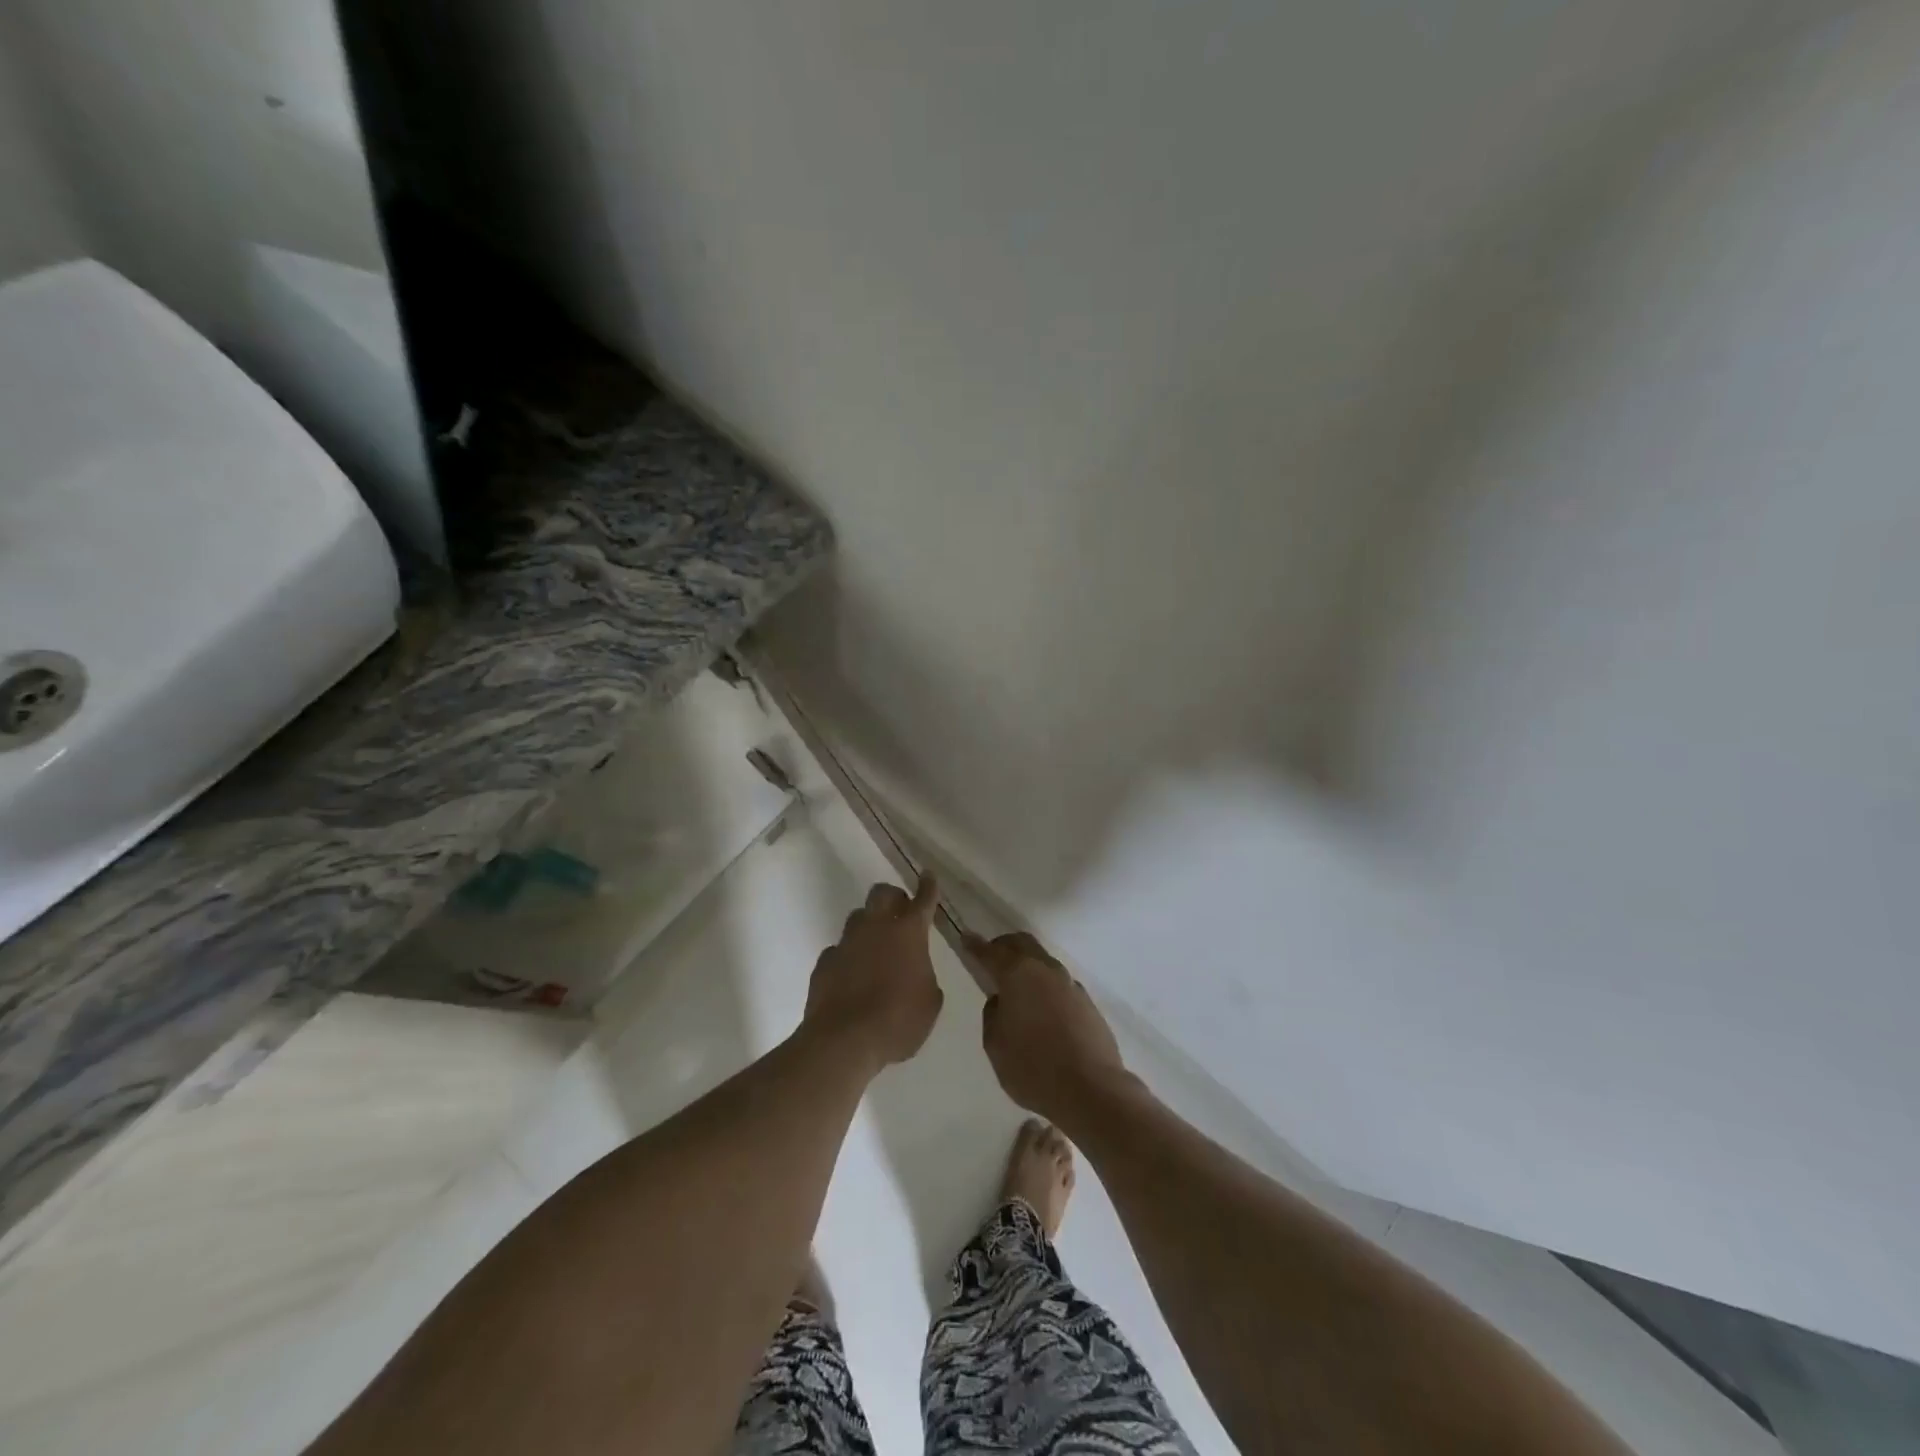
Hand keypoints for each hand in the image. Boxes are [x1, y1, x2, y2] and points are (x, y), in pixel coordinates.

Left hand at [802, 875, 944, 1071]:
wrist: (844, 1041)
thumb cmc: (898, 1021)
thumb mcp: (929, 1002)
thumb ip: (925, 978)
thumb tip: (916, 974)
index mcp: (908, 933)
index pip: (922, 900)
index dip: (927, 887)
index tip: (927, 875)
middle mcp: (875, 928)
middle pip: (882, 893)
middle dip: (893, 897)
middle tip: (900, 912)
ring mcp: (846, 943)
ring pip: (858, 918)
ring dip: (869, 925)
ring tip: (875, 947)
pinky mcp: (824, 963)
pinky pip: (839, 950)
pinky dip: (848, 957)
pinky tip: (852, 976)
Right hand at [972, 931, 1128, 1123]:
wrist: (1091, 1089)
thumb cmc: (1033, 1067)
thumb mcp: (995, 1045)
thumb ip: (993, 1014)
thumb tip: (1001, 1000)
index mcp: (1018, 974)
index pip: (991, 952)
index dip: (975, 945)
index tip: (966, 937)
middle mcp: (1046, 970)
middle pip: (1022, 944)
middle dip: (1004, 946)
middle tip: (991, 957)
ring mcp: (1070, 984)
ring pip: (1043, 962)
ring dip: (1027, 966)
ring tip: (1017, 987)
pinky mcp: (1087, 1002)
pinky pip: (1059, 984)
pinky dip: (1045, 986)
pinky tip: (1042, 1010)